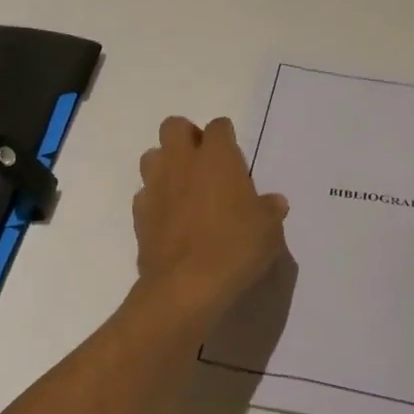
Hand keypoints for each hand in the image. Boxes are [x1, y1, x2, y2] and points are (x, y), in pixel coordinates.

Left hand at [133, 116, 289, 317]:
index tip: (234, 155)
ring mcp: (155, 186)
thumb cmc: (234, 248)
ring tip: (183, 188)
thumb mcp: (268, 230)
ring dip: (166, 164)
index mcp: (217, 157)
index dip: (226, 137)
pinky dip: (155, 200)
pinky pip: (144, 194)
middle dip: (186, 136)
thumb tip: (274, 203)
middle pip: (174, 126)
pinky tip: (169, 219)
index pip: (218, 127)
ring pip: (152, 156)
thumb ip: (269, 210)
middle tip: (204, 162)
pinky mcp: (139, 214)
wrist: (185, 286)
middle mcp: (182, 162)